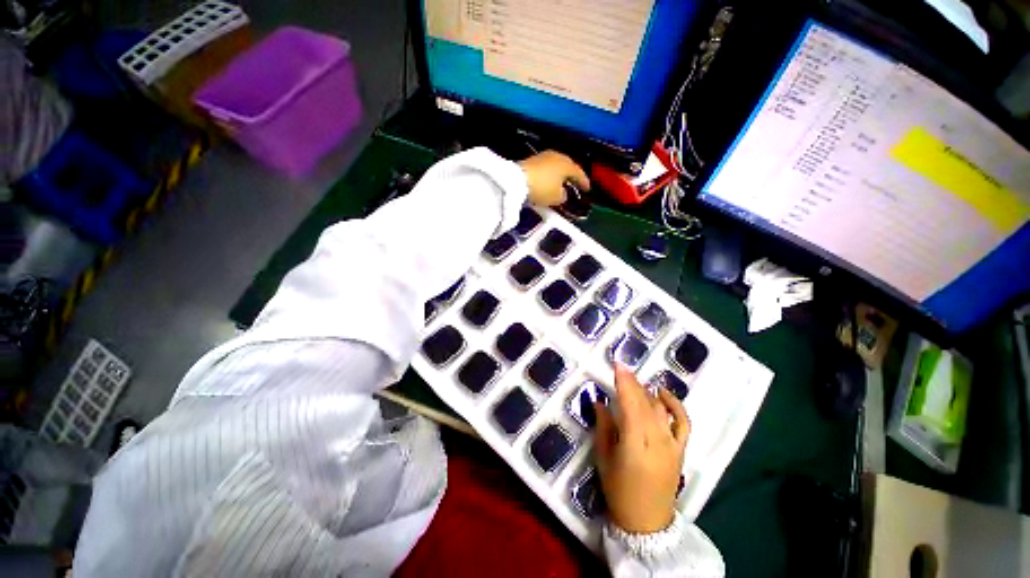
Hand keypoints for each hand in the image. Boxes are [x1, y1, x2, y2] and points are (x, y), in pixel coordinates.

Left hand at [518, 150, 589, 206]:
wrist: (517, 180)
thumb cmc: (542, 189)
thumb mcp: (556, 198)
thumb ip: (563, 196)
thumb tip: (562, 194)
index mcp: (566, 164)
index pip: (579, 173)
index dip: (584, 182)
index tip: (587, 188)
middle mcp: (556, 156)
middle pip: (567, 166)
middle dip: (571, 176)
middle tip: (575, 184)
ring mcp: (543, 156)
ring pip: (556, 166)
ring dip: (559, 175)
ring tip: (561, 183)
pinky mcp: (531, 160)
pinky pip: (545, 168)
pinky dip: (549, 175)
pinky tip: (548, 181)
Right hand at [595, 364, 690, 533]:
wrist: (647, 521)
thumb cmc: (618, 489)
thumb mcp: (604, 457)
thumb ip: (603, 426)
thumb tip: (600, 401)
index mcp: (634, 442)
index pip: (630, 404)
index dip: (624, 382)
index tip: (617, 365)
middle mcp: (656, 439)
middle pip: (645, 402)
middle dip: (633, 382)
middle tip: (622, 369)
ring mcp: (672, 444)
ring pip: (660, 408)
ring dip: (647, 391)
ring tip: (635, 382)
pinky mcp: (680, 449)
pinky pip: (683, 422)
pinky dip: (675, 405)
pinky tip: (663, 393)